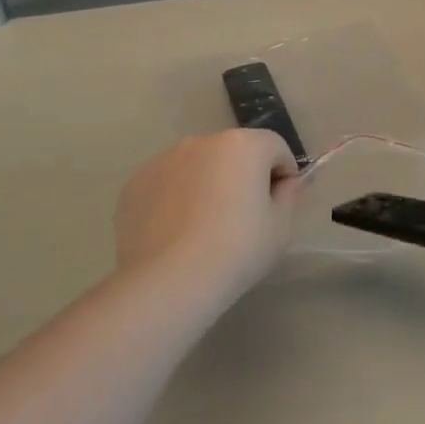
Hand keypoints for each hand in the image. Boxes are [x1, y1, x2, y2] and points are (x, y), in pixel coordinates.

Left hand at [113, 131, 299, 294]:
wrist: (168, 282)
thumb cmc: (236, 251)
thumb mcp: (280, 228)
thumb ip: (288, 195)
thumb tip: (284, 183)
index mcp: (243, 145)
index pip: (275, 147)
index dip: (283, 174)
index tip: (278, 206)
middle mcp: (202, 141)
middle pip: (235, 152)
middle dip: (243, 176)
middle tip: (243, 219)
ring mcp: (164, 160)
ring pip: (199, 166)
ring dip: (208, 184)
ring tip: (204, 229)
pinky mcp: (136, 183)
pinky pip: (169, 184)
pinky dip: (177, 198)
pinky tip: (176, 234)